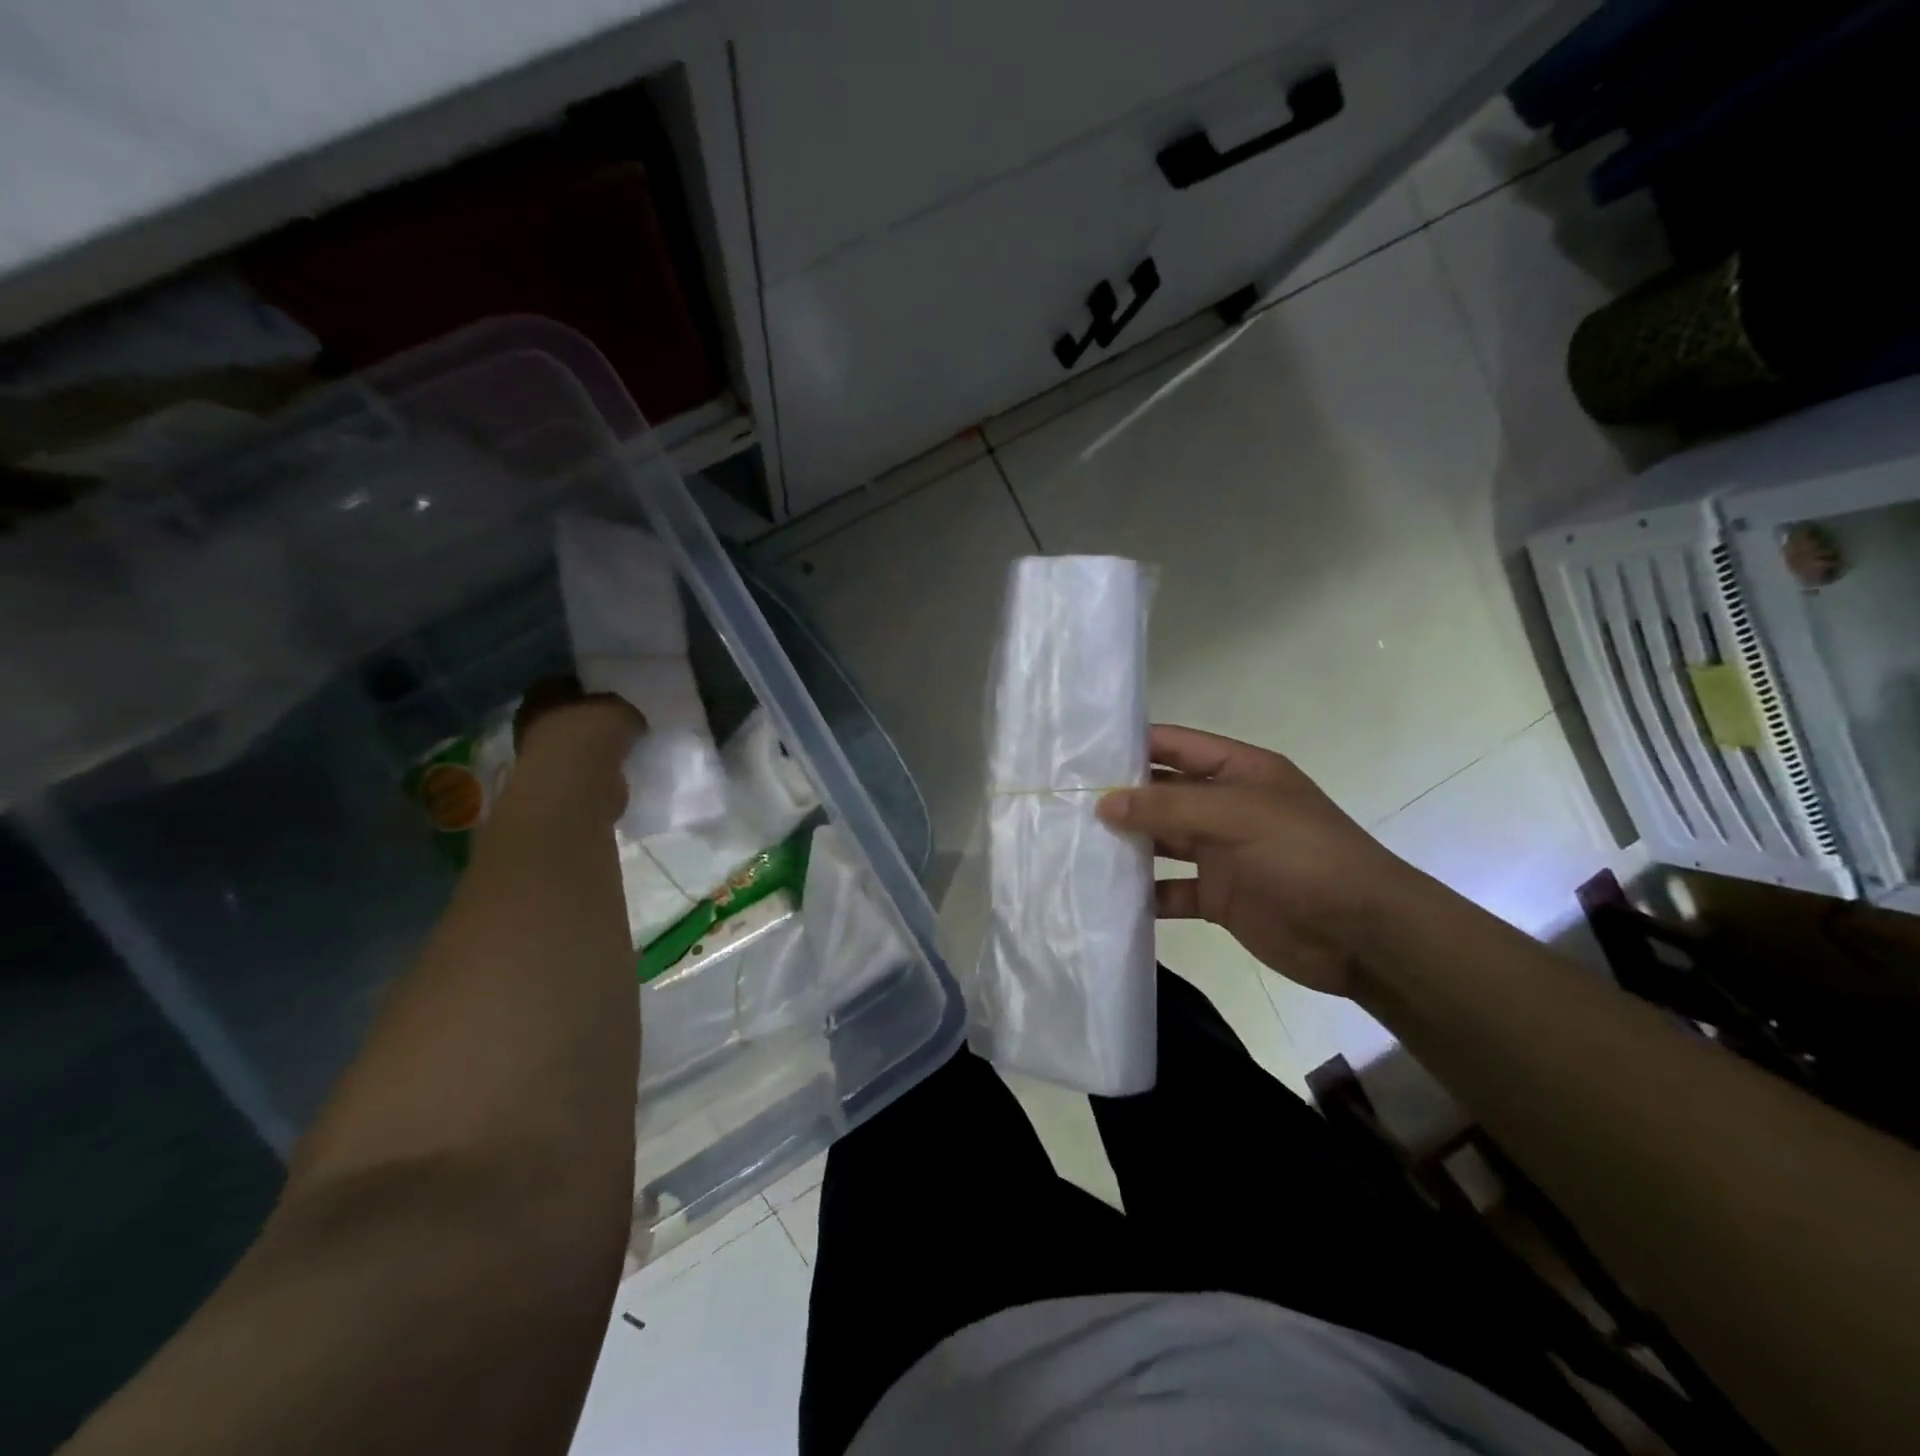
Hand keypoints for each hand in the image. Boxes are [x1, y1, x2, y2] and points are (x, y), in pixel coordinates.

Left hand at [505, 675, 646, 825]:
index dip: (590, 690)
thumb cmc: (592, 733)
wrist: (577, 784)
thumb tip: (630, 721)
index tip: (612, 696)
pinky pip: (579, 768)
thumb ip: (623, 711)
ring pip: (572, 743)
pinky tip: (614, 769)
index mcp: (542, 693)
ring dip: (592, 747)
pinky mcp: (552, 783)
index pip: (567, 683)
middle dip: (590, 720)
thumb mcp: (621, 709)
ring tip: (621, 749)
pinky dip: (594, 769)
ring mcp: (539, 754)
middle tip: (618, 724)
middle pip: (567, 715)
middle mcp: (533, 721)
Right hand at [1097, 724, 1422, 996]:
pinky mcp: (1218, 897)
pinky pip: (1170, 890)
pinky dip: (1143, 894)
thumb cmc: (1306, 857)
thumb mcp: (1238, 817)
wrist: (1364, 936)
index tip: (1079, 752)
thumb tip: (1103, 803)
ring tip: (1072, 845)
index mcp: (1239, 772)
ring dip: (1125, 845)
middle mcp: (1226, 807)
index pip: (1176, 746)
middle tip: (1062, 801)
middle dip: (1119, 797)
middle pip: (1162, 795)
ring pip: (1161, 842)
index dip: (1132, 745)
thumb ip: (1169, 808)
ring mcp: (1222, 854)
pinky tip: (1106, 895)